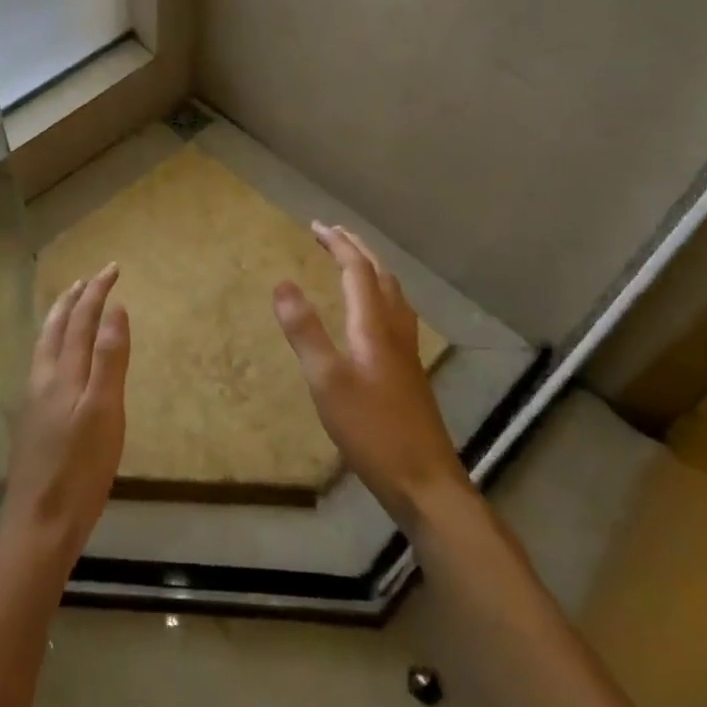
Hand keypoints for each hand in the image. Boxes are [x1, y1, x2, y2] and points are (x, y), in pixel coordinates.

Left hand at [0, 263, 129, 580]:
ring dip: (60, 319)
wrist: (38, 525)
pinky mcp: (32, 422)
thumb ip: (109, 358)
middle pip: (57, 327)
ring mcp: (33, 401)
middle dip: (74, 299)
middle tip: (88, 279)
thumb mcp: (105, 411)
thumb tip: (115, 309)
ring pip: (46, 345)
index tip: (112, 268)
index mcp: (63, 372)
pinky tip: (58, 361)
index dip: (97, 292)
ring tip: (70, 307)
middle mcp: (43, 379)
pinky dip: (55, 344)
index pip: (82, 319)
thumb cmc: (80, 469)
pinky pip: (43, 364)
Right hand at [272, 224, 470, 527]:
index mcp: (374, 325)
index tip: (316, 226)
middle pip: (380, 275)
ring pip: (393, 294)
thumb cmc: (370, 429)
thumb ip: (304, 330)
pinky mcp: (409, 371)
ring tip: (353, 262)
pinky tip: (374, 316)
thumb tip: (282, 282)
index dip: (338, 244)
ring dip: (371, 269)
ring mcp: (407, 351)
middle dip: (356, 249)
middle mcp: (395, 329)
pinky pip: (395, 313)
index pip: (357, 270)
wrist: (425, 481)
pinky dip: (380, 294)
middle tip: (333, 234)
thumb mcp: (326, 380)